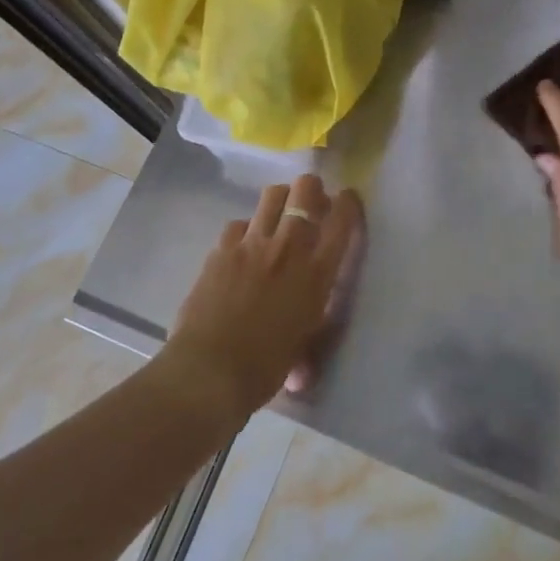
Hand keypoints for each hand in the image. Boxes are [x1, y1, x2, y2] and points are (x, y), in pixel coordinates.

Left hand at [164, 173, 363, 415]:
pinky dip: (245, 230)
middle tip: (311, 201)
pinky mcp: (221, 249)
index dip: (349, 203)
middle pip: (306, 190)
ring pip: (272, 195)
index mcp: (317, 272)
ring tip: (278, 213)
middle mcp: (289, 248)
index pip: (343, 219)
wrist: (210, 371)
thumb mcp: (303, 347)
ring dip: (281, 199)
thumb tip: (304, 371)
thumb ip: (308, 335)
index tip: (347, 200)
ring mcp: (252, 244)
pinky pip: (238, 223)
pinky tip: (242, 246)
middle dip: (312, 189)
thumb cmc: (265, 368)